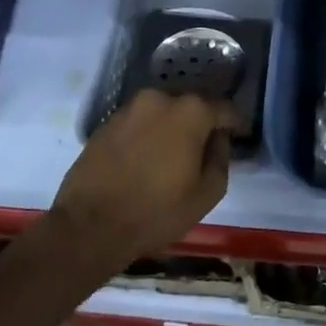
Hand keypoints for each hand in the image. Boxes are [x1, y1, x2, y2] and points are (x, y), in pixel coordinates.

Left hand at [50, 90, 240, 271]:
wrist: (88, 226)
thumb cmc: (155, 212)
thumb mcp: (206, 194)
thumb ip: (221, 159)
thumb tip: (218, 140)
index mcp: (190, 111)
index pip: (224, 108)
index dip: (234, 123)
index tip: (237, 136)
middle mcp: (160, 98)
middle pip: (191, 105)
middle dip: (201, 123)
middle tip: (204, 148)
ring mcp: (130, 108)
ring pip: (163, 112)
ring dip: (172, 128)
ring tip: (173, 156)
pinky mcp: (107, 122)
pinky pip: (139, 122)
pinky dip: (148, 135)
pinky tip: (146, 160)